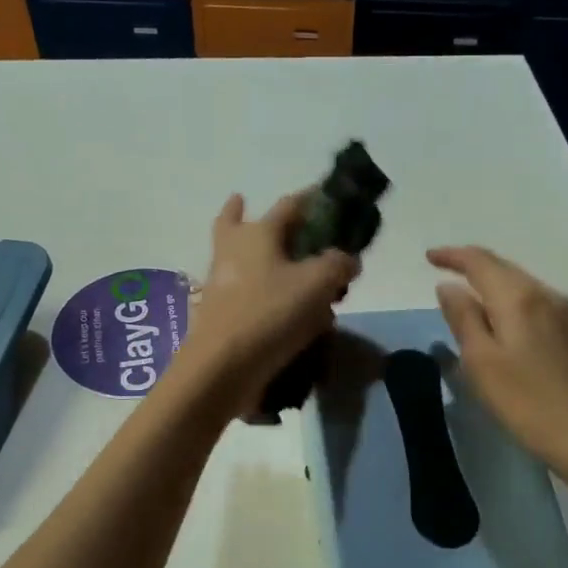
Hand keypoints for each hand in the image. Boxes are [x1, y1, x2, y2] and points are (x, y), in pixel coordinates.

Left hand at [177, 191, 359, 414]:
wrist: (221, 368)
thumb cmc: (270, 313)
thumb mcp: (318, 284)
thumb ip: (338, 264)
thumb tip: (347, 259)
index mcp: (258, 233)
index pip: (290, 204)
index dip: (313, 200)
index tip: (329, 199)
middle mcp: (233, 250)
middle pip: (238, 221)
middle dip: (246, 212)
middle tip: (265, 214)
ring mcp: (221, 282)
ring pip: (239, 257)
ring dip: (257, 255)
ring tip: (286, 266)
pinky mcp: (220, 313)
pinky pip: (245, 292)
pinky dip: (262, 293)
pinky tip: (288, 312)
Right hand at [430, 246, 567, 484]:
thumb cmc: (528, 402)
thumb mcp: (481, 362)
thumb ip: (463, 319)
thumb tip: (448, 287)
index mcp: (519, 297)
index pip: (480, 261)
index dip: (452, 256)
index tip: (428, 257)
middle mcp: (545, 294)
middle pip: (503, 267)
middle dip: (471, 264)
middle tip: (443, 268)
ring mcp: (565, 313)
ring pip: (520, 284)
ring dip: (491, 281)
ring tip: (466, 293)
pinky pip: (533, 301)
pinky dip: (508, 299)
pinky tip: (500, 317)